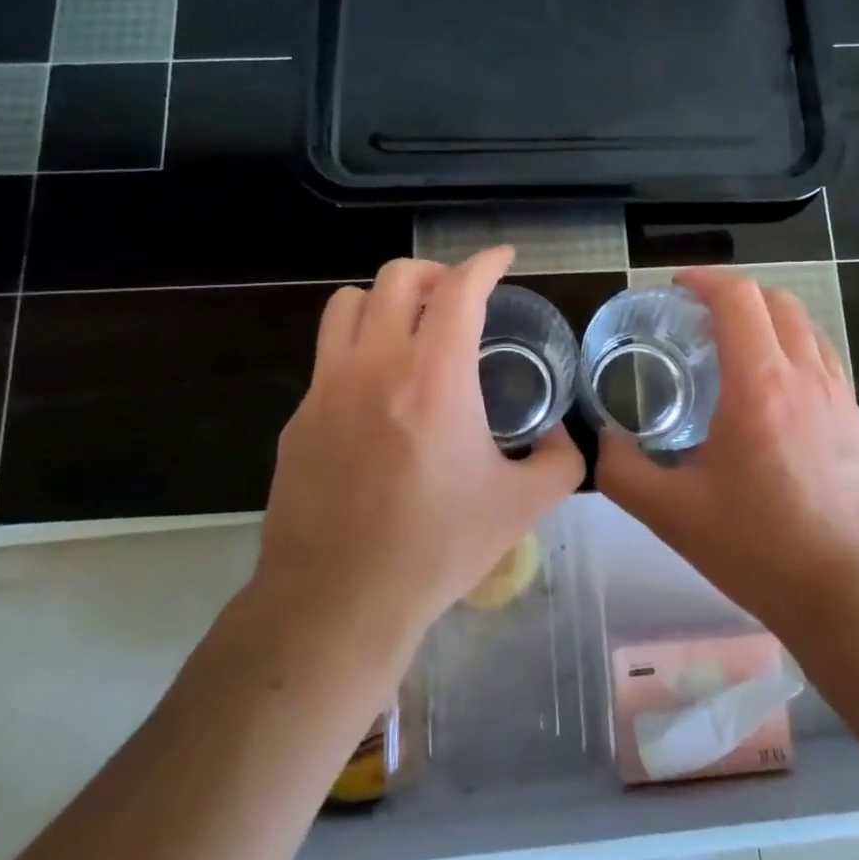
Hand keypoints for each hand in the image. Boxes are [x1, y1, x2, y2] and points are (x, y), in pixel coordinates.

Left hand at [250, 248, 584, 659]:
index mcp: (436, 376)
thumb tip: (560, 435)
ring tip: (410, 329)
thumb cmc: (437, 548)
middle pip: (398, 278)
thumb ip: (559, 461)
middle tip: (459, 298)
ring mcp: (327, 387)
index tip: (503, 259)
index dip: (487, 264)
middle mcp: (376, 364)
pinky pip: (327, 357)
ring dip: (386, 301)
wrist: (338, 600)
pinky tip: (377, 396)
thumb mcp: (522, 506)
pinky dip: (358, 351)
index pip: (461, 289)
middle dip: (436, 273)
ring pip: (348, 303)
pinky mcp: (299, 417)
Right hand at [596, 269, 858, 637]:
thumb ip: (622, 470)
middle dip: (737, 296)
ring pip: (809, 331)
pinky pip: (828, 368)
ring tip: (740, 353)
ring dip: (771, 324)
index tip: (677, 288)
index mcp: (760, 387)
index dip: (704, 280)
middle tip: (702, 319)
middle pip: (778, 302)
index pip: (737, 299)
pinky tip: (778, 403)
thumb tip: (601, 441)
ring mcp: (845, 401)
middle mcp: (808, 378)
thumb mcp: (671, 513)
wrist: (849, 597)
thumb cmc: (757, 549)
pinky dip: (797, 359)